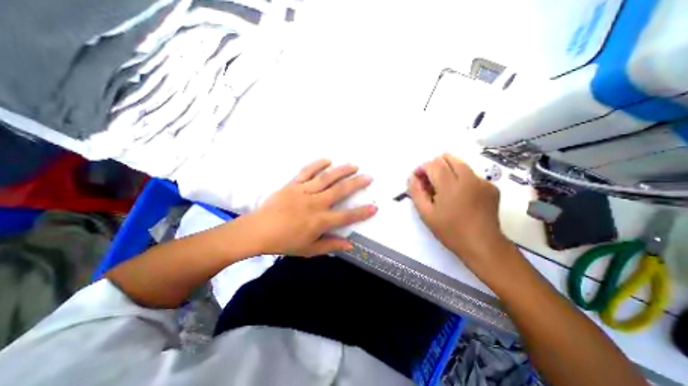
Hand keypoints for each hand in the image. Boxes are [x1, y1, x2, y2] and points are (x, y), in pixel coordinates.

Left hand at [241, 159, 378, 256]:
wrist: (258, 231)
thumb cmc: (284, 242)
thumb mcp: (309, 249)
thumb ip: (330, 245)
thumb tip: (350, 245)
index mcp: (320, 221)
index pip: (346, 216)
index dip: (362, 212)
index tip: (374, 207)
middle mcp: (315, 203)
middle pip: (340, 191)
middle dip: (356, 183)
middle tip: (368, 177)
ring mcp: (303, 191)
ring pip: (326, 178)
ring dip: (341, 171)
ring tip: (353, 165)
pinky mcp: (292, 184)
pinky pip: (306, 171)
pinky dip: (317, 164)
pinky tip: (327, 160)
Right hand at [405, 154, 513, 274]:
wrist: (483, 245)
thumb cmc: (450, 231)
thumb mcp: (426, 214)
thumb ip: (416, 193)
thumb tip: (413, 177)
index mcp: (450, 185)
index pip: (433, 164)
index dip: (422, 168)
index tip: (418, 179)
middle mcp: (468, 178)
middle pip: (448, 158)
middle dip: (435, 166)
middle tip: (430, 182)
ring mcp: (482, 181)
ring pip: (460, 164)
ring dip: (448, 171)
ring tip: (444, 189)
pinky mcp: (492, 187)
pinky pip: (472, 175)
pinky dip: (461, 179)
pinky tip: (460, 196)